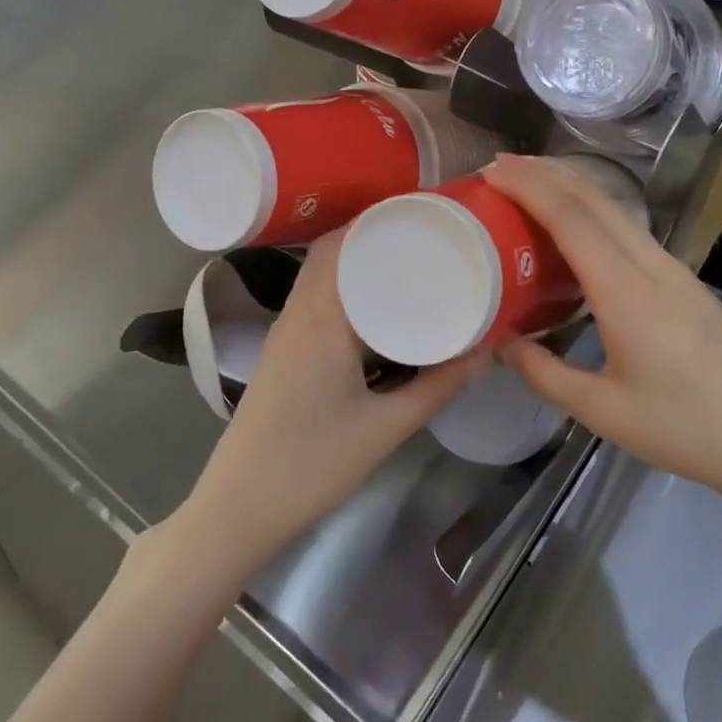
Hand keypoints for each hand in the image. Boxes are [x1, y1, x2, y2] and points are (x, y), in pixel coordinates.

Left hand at [176, 230, 484, 583]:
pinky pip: (313, 301)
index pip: (344, 244)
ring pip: (318, 276)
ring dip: (354, 262)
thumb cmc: (311, 464)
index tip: (423, 213)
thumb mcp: (384, 428)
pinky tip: (373, 309)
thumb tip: (484, 354)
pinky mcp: (280, 353)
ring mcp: (283, 333)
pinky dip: (341, 288)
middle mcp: (297, 314)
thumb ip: (436, 388)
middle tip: (423, 235)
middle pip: (329, 252)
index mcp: (320, 319)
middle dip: (372, 235)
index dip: (380, 220)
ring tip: (405, 263)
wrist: (238, 508)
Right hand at [486, 154, 721, 518]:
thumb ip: (545, 373)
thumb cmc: (689, 430)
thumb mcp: (605, 413)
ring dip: (570, 187)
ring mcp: (673, 268)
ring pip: (615, 209)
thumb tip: (501, 341)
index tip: (491, 170)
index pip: (571, 218)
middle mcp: (651, 265)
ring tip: (527, 184)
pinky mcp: (683, 280)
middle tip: (499, 166)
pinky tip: (574, 228)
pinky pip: (628, 229)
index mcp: (627, 292)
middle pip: (594, 198)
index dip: (529, 186)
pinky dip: (591, 211)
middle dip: (545, 173)